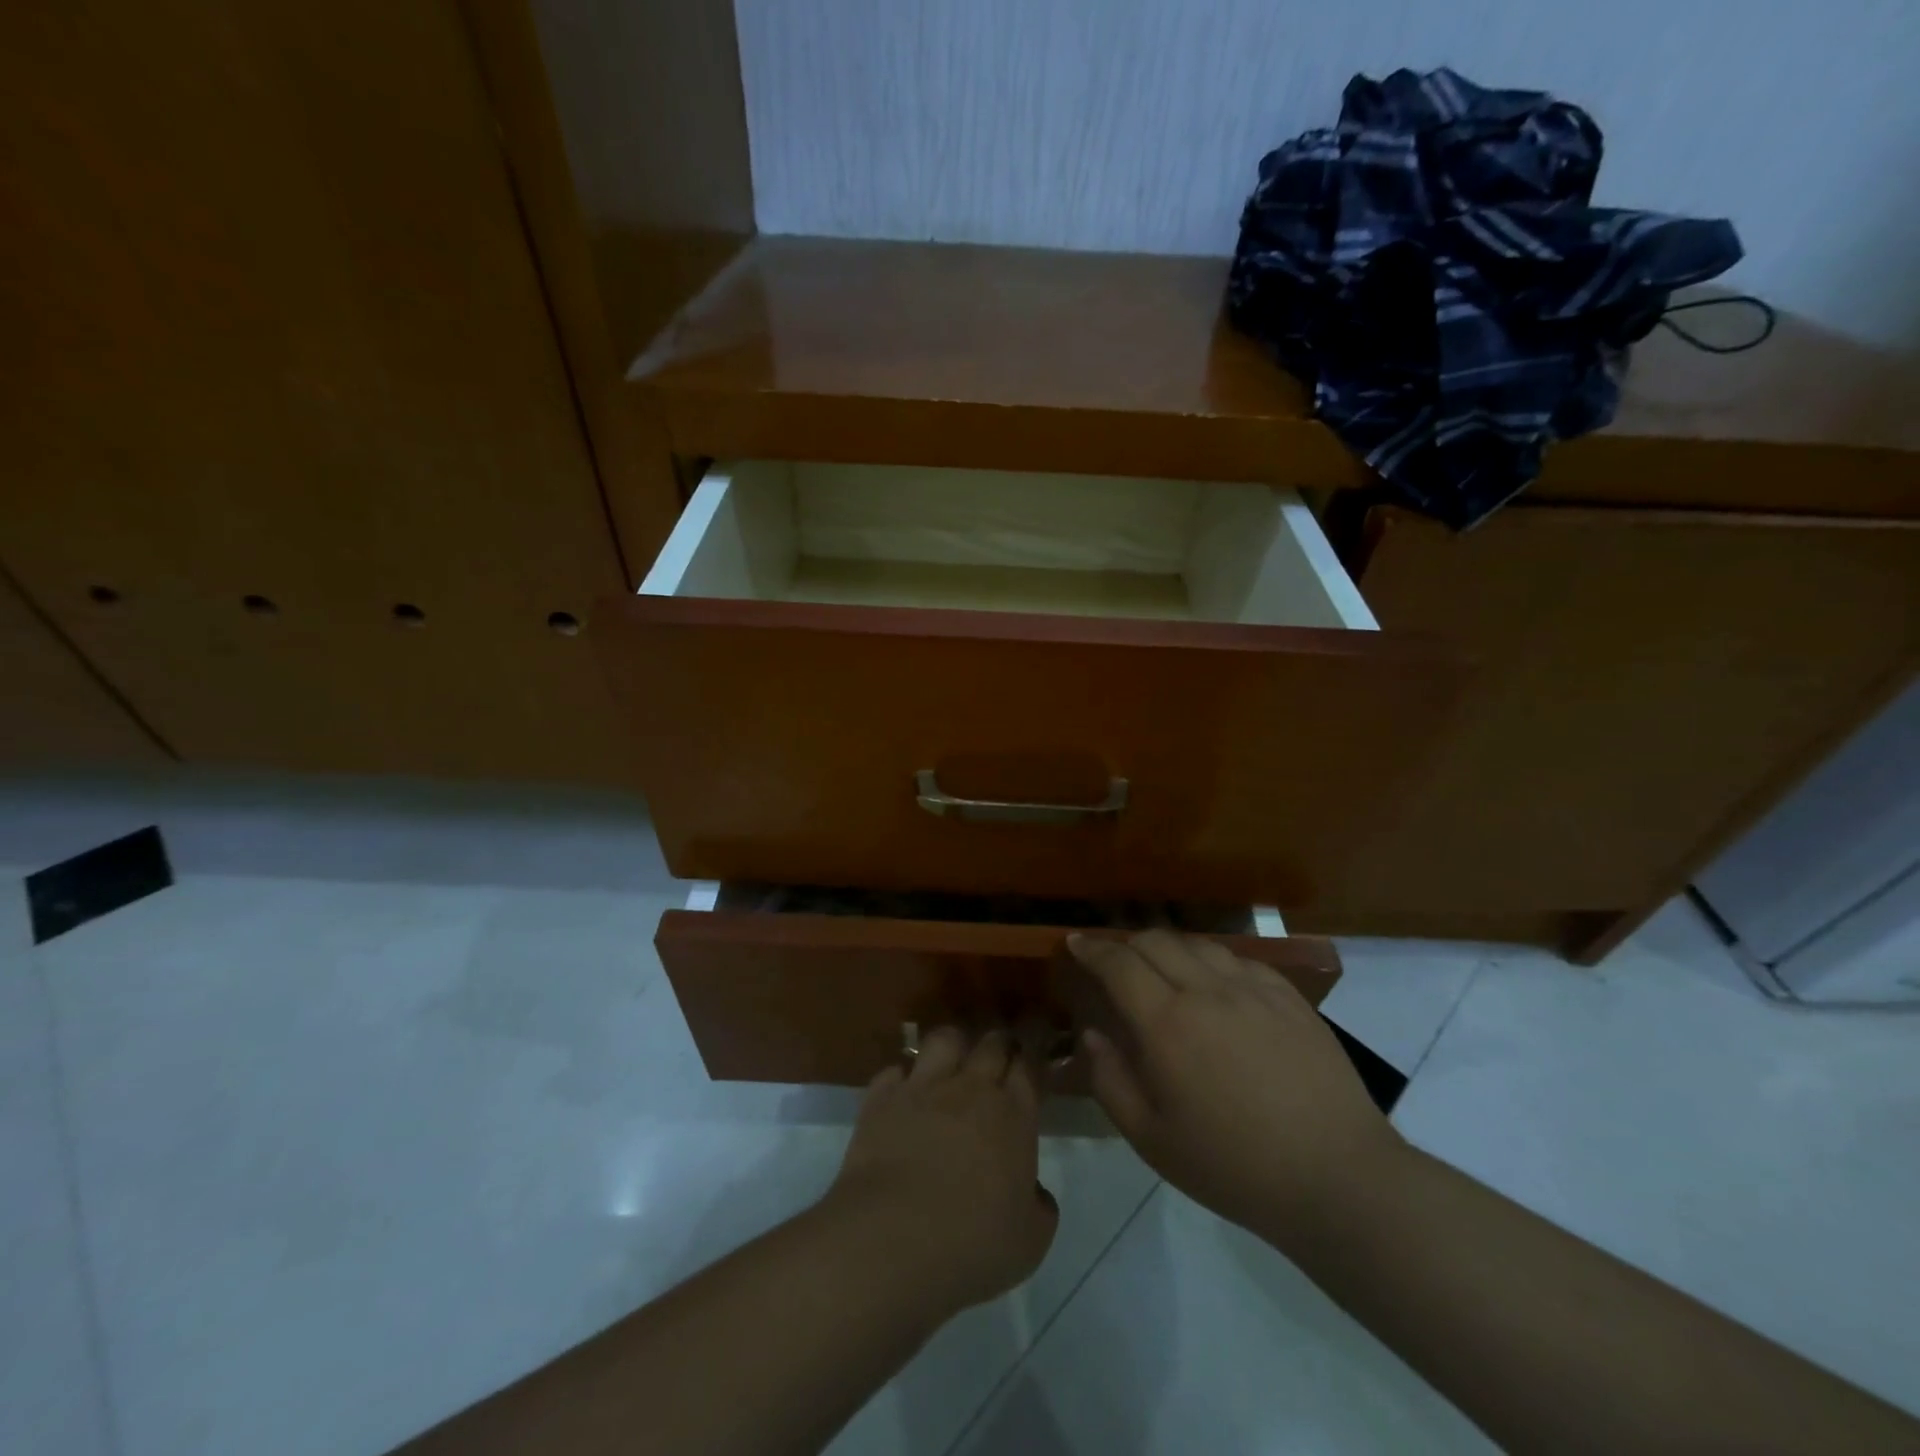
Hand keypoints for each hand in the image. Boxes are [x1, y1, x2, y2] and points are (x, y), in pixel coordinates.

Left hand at [825, 1029, 1057, 1318]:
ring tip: (952, 1063)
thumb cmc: (972, 1244)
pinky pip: (895, 1070)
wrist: (892, 1240)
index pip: (1029, 1064)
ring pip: (944, 1039)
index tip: (1038, 1050)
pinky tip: (903, 1095)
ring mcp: (922, 1087)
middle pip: (991, 1043)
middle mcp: (970, 1088)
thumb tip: (1034, 1191)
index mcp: (1013, 1114)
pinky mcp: (881, 1098)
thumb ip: (1039, 1206)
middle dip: (1000, 1044)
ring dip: (953, 1046)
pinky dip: (902, 1078)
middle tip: (1001, 1056)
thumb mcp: (1031, 1241)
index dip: (1035, 1053)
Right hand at [1070, 930, 1404, 1246]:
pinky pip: (1239, 960)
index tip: (1075, 944)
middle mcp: (1206, 991)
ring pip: (1197, 944)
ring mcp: (1253, 989)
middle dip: (1125, 943)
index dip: (1091, 948)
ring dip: (1168, 948)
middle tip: (1114, 961)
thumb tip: (1091, 1034)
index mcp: (1167, 1024)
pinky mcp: (1289, 998)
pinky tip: (1215, 983)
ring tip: (1161, 968)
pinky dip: (1212, 961)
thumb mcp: (1153, 1141)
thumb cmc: (1234, 1167)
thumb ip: (1111, 1081)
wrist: (1337, 1178)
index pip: (1118, 964)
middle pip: (1155, 941)